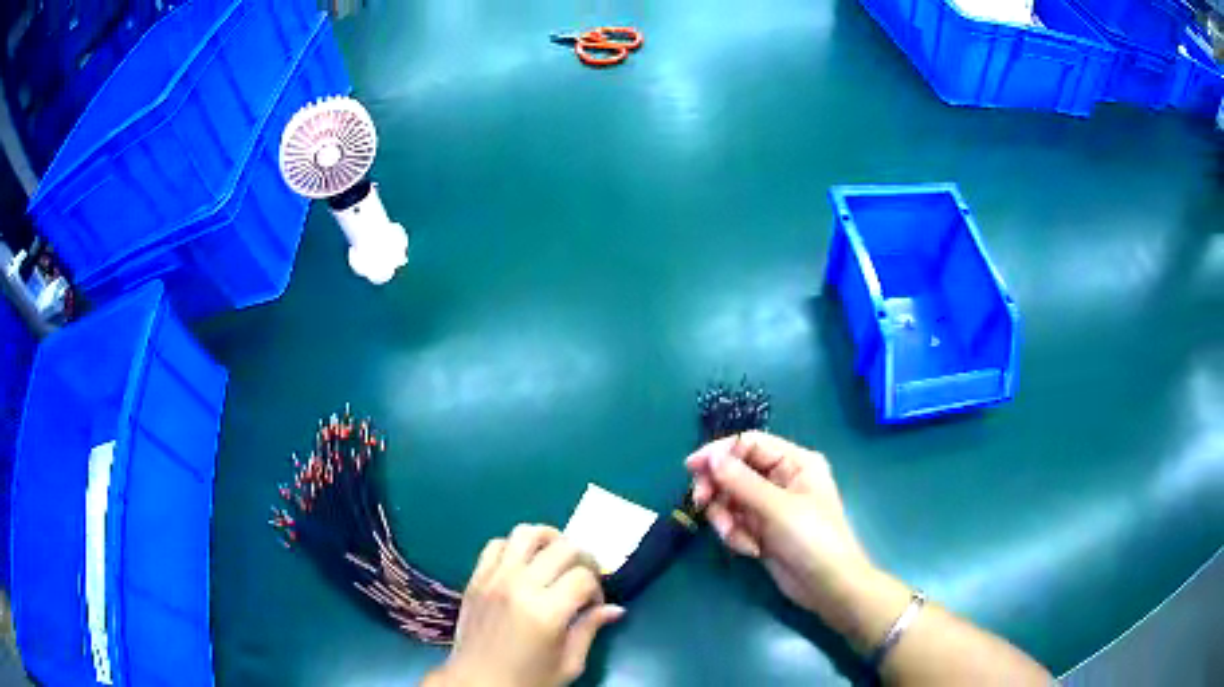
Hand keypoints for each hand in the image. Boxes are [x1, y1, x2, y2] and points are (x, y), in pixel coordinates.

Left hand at [428, 525, 623, 686]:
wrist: (476, 683)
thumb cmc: (528, 680)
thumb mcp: (568, 664)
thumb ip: (590, 630)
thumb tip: (615, 609)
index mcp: (546, 613)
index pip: (584, 577)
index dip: (598, 588)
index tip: (594, 604)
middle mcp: (519, 587)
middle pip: (563, 547)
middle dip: (583, 559)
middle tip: (583, 579)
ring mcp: (494, 579)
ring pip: (526, 533)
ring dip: (549, 540)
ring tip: (556, 559)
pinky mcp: (475, 579)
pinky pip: (496, 544)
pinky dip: (515, 547)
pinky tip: (524, 566)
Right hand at [686, 432, 873, 619]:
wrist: (827, 586)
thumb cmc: (812, 539)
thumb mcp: (777, 508)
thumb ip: (741, 481)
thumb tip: (711, 456)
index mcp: (795, 462)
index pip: (750, 444)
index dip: (720, 452)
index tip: (692, 467)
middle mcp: (781, 478)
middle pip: (735, 471)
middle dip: (719, 489)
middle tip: (703, 504)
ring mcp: (770, 505)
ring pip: (730, 499)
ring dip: (727, 519)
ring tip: (738, 538)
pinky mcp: (762, 529)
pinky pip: (735, 522)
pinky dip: (736, 535)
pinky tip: (750, 550)